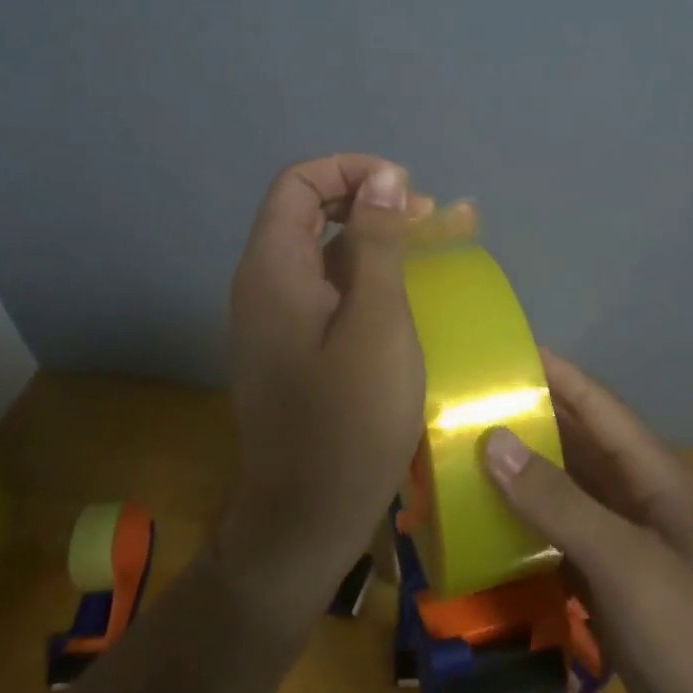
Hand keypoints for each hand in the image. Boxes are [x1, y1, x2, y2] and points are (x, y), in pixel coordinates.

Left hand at [219, 155, 473, 630]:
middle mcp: (264, 281)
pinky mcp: (292, 342)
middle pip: (309, 209)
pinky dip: (363, 273)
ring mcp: (275, 314)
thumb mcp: (377, 321)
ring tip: (427, 245)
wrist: (304, 521)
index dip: (351, 171)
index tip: (405, 192)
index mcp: (274, 267)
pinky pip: (325, 285)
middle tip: (425, 219)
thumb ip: (377, 242)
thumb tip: (384, 176)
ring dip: (371, 236)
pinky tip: (403, 290)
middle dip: (368, 200)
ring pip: (321, 248)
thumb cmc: (348, 421)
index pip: (299, 182)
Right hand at [484, 352, 692, 692]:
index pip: (593, 403)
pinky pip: (563, 550)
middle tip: (459, 407)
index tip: (496, 350)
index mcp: (651, 475)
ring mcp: (628, 552)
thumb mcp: (627, 563)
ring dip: (520, 482)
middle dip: (523, 422)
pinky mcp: (617, 597)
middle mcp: (637, 502)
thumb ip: (558, 502)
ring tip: (458, 464)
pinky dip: (527, 539)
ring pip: (565, 498)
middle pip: (574, 446)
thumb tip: (493, 439)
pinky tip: (486, 539)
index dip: (550, 371)